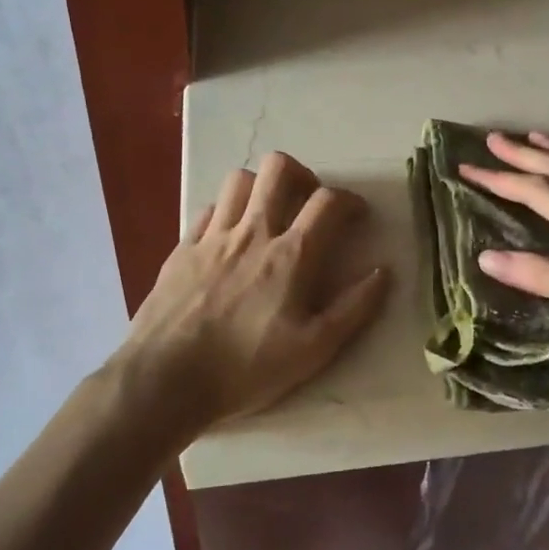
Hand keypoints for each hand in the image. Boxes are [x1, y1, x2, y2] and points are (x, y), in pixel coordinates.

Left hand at [120, 152, 389, 431]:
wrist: (165, 380)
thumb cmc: (246, 367)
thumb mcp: (313, 350)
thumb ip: (354, 308)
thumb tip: (383, 271)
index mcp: (291, 255)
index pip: (328, 202)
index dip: (350, 200)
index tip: (357, 215)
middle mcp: (253, 232)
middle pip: (278, 169)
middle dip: (302, 175)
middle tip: (309, 202)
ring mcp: (213, 237)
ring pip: (239, 180)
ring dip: (261, 187)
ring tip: (269, 212)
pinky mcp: (182, 248)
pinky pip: (208, 209)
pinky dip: (226, 211)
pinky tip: (230, 235)